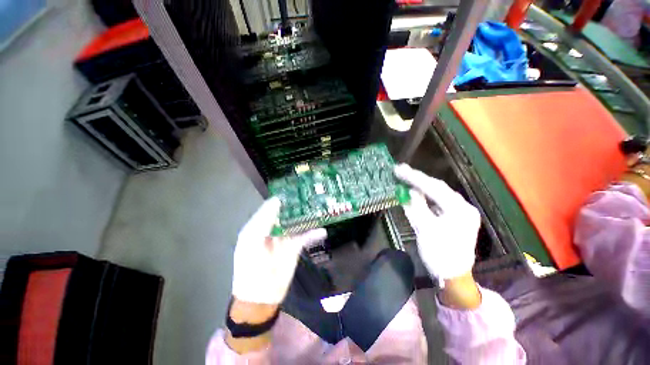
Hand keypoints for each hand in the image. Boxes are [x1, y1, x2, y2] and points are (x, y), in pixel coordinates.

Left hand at [231, 197, 326, 304]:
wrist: (260, 297)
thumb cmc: (250, 267)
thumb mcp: (251, 240)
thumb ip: (263, 220)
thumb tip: (277, 199)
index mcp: (260, 224)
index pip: (273, 206)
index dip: (283, 197)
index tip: (296, 187)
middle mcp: (274, 228)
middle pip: (287, 212)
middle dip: (298, 204)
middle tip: (312, 193)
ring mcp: (286, 237)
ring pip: (298, 222)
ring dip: (308, 216)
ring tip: (320, 206)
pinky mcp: (295, 247)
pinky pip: (305, 237)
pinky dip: (313, 233)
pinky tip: (322, 231)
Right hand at [394, 164, 480, 285]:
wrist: (454, 276)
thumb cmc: (440, 254)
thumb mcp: (425, 229)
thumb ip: (416, 207)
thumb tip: (408, 191)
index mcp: (459, 209)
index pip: (434, 188)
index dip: (414, 178)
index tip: (399, 170)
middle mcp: (463, 206)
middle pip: (437, 188)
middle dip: (417, 179)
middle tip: (400, 171)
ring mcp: (460, 211)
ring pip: (438, 193)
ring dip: (421, 186)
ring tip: (405, 178)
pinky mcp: (454, 216)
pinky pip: (438, 201)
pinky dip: (425, 196)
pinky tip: (415, 192)